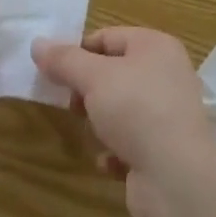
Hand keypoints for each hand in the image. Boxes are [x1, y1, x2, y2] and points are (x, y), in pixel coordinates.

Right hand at [32, 28, 215, 216]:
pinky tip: (108, 162)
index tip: (55, 73)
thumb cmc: (136, 110)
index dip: (79, 52)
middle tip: (73, 105)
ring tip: (93, 134)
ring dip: (101, 123)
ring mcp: (169, 115)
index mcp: (155, 47)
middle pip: (114, 73)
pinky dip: (116, 152)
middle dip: (88, 91)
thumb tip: (37, 44)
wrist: (178, 179)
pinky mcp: (166, 151)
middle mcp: (166, 75)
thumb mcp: (93, 77)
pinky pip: (132, 143)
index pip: (107, 37)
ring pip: (121, 110)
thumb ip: (64, 60)